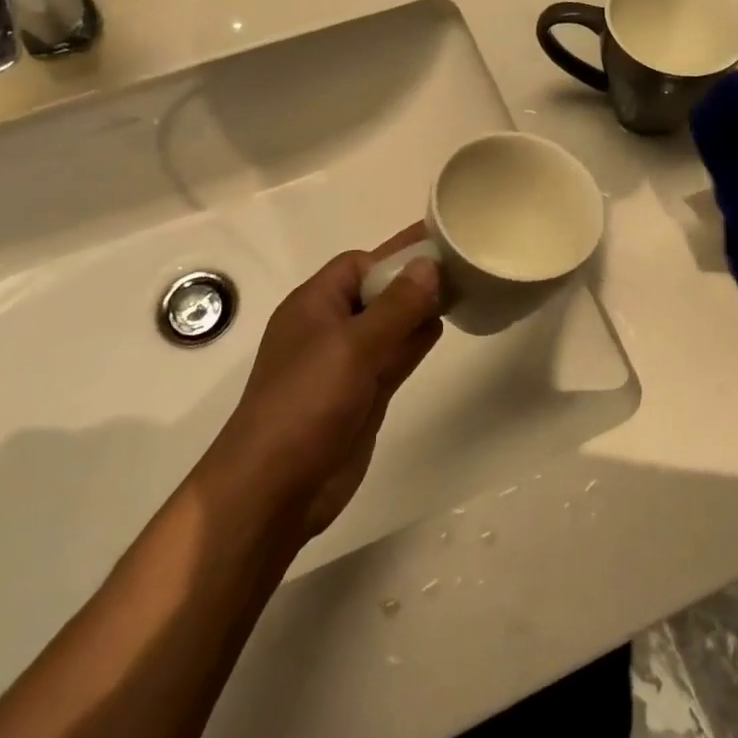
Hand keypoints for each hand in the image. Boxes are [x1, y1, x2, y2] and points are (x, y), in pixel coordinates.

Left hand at [215, 227, 442, 538]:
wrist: (274, 489)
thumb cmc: (306, 404)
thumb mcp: (353, 347)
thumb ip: (396, 306)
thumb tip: (429, 265)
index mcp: (314, 305)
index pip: (359, 264)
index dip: (396, 255)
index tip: (440, 248)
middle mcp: (329, 328)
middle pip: (377, 292)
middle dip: (414, 279)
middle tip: (464, 265)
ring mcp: (346, 364)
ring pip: (389, 325)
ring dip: (418, 309)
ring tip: (463, 290)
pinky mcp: (362, 395)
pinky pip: (393, 357)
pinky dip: (414, 341)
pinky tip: (441, 327)